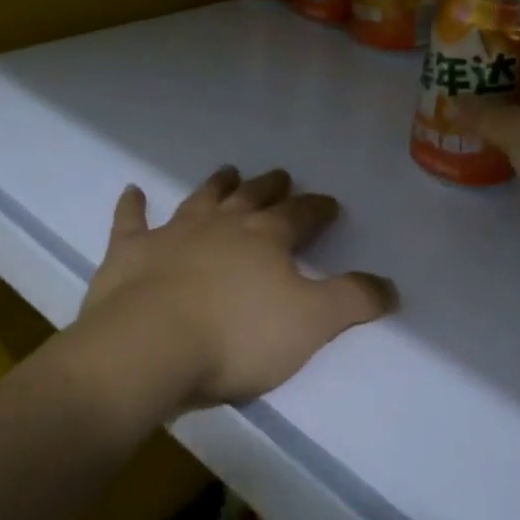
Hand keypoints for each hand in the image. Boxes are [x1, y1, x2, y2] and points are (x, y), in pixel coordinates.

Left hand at [51, 166, 396, 418]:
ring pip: (200, 200)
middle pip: (252, 198)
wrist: (149, 348)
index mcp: (267, 238)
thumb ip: (353, 300)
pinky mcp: (129, 254)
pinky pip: (130, 222)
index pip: (300, 215)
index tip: (329, 203)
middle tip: (280, 175)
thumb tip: (391, 286)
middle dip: (270, 186)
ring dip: (216, 185)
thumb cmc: (237, 336)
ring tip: (227, 171)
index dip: (318, 208)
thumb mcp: (312, 323)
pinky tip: (132, 191)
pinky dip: (132, 206)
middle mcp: (222, 226)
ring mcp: (172, 235)